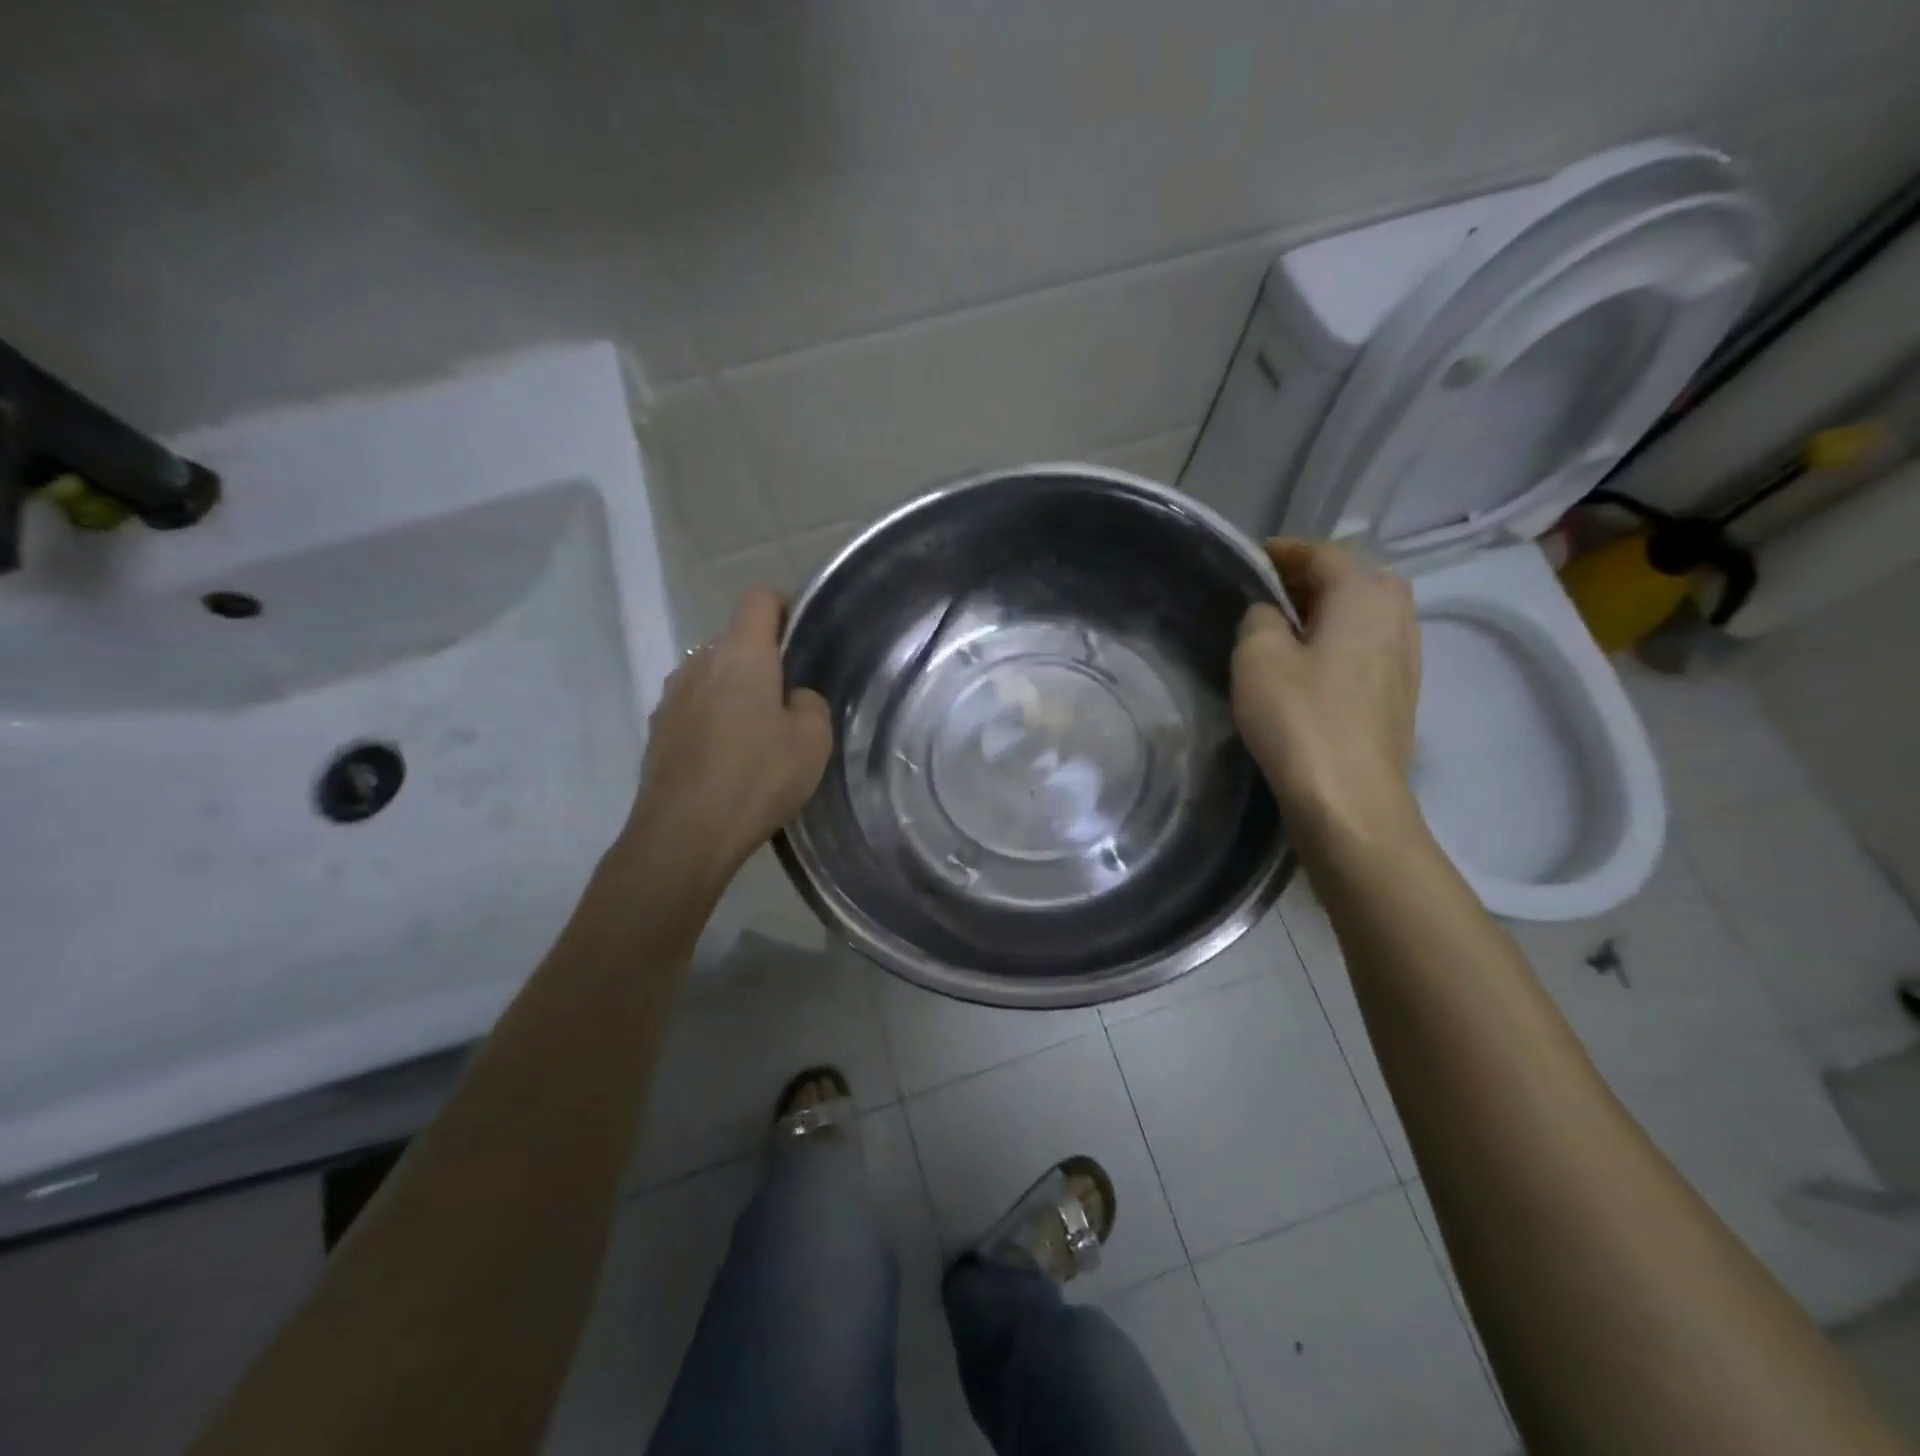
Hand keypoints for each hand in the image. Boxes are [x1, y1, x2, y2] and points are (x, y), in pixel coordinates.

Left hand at [620, 588, 832, 884]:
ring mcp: (671, 697)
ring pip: (711, 675)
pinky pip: (693, 708)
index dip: (783, 605)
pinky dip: (712, 720)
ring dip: (734, 691)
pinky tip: (726, 760)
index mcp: (741, 655)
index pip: (759, 599)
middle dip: (762, 659)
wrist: (683, 834)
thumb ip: (809, 705)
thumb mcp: (813, 742)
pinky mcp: (657, 730)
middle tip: (787, 700)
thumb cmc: (756, 778)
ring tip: (756, 735)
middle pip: (734, 640)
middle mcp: (699, 663)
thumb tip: (791, 699)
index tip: (801, 634)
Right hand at [1232, 539, 1422, 844]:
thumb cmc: (1300, 718)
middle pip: (1353, 579)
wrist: (1350, 799)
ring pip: (1363, 615)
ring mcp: (1406, 658)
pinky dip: (1338, 642)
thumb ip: (1259, 618)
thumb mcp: (1258, 656)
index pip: (1324, 553)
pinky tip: (1310, 667)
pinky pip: (1367, 648)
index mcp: (1365, 594)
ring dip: (1327, 612)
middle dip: (1310, 579)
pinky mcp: (1400, 694)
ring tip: (1284, 629)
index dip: (1285, 551)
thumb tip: (1271, 615)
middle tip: (1267, 594)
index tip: (1252, 558)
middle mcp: (1397, 615)